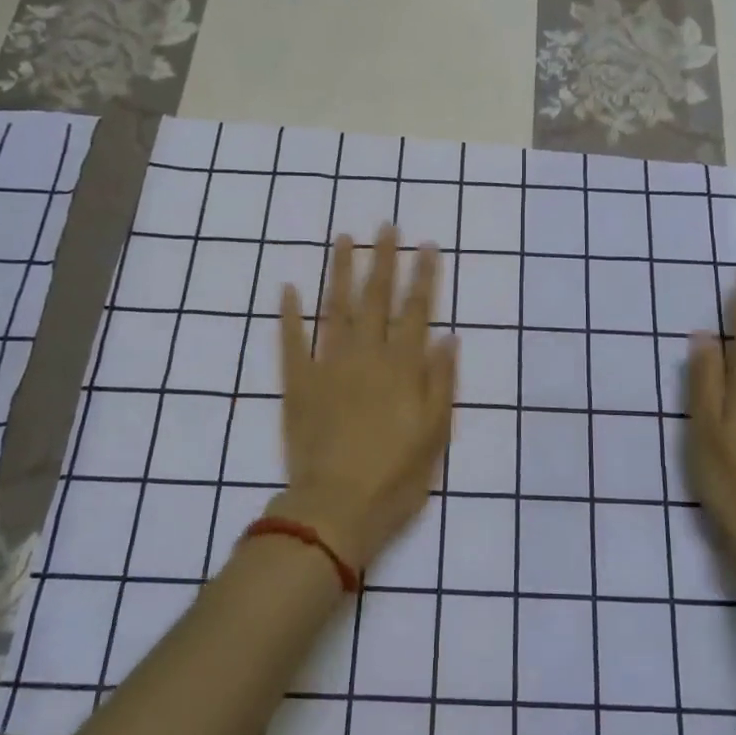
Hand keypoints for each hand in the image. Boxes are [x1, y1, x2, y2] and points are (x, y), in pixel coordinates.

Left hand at [269, 227, 457, 572]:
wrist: (336, 508)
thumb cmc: (396, 477)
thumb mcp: (435, 434)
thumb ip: (441, 382)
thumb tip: (448, 337)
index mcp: (403, 368)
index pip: (417, 310)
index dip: (424, 276)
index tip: (427, 244)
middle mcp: (366, 356)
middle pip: (376, 299)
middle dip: (384, 260)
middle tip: (386, 226)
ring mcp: (328, 367)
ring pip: (336, 309)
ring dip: (340, 272)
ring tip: (344, 240)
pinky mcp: (297, 385)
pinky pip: (291, 343)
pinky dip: (289, 316)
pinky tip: (288, 289)